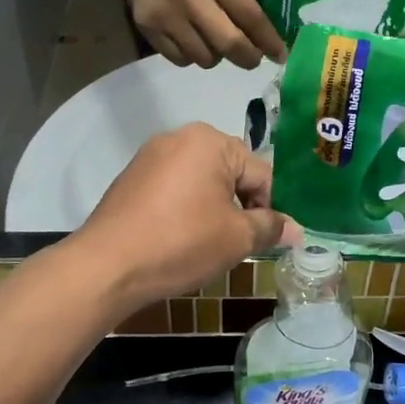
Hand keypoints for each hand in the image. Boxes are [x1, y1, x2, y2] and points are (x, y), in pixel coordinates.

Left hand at [74, 124, 301, 310]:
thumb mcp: (236, 238)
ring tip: (208, 245)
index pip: (261, 173)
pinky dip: (185, 210)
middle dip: (240, 207)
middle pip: (230, 173)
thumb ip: (270, 227)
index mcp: (210, 141)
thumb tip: (297, 229)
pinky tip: (179, 239)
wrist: (107, 266)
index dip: (271, 209)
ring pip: (201, 182)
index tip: (267, 240)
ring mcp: (150, 156)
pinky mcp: (131, 179)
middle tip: (237, 244)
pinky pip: (174, 189)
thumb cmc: (181, 243)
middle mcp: (179, 137)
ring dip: (214, 210)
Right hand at [108, 0, 288, 69]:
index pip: (250, 17)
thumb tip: (262, 37)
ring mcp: (167, 14)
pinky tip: (191, 41)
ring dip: (217, 56)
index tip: (280, 56)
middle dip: (248, 58)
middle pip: (229, 44)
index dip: (268, 41)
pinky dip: (191, 56)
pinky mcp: (148, 27)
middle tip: (252, 59)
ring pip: (204, 58)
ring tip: (214, 42)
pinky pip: (180, 59)